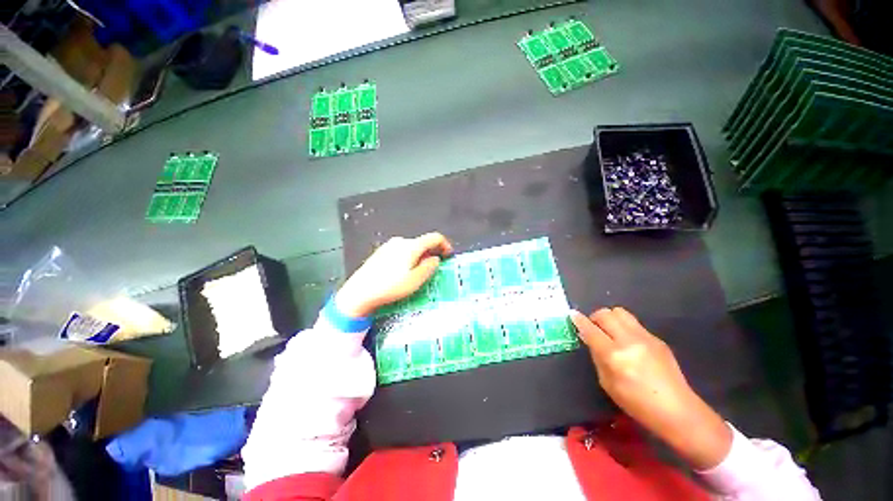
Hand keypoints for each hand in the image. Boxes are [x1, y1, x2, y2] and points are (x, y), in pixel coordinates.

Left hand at [335, 233, 452, 316]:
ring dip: (419, 256)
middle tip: (434, 268)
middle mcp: (400, 241)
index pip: (434, 237)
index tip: (448, 255)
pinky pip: (401, 251)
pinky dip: (408, 258)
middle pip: (422, 243)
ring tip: (418, 273)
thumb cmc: (389, 287)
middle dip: (431, 253)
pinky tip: (403, 272)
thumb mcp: (415, 280)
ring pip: (411, 247)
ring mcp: (389, 246)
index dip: (445, 244)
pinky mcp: (381, 252)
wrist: (359, 292)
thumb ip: (429, 267)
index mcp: (411, 246)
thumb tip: (435, 259)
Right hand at [571, 307, 731, 469]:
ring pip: (620, 312)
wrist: (678, 410)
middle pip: (606, 314)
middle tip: (593, 328)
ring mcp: (646, 337)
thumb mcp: (608, 384)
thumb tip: (591, 340)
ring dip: (610, 318)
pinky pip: (634, 323)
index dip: (578, 320)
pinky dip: (624, 327)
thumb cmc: (637, 404)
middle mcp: (629, 341)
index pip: (591, 330)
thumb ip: (597, 357)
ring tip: (610, 331)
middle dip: (594, 317)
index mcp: (614, 355)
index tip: (572, 315)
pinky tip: (628, 343)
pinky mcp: (657, 339)